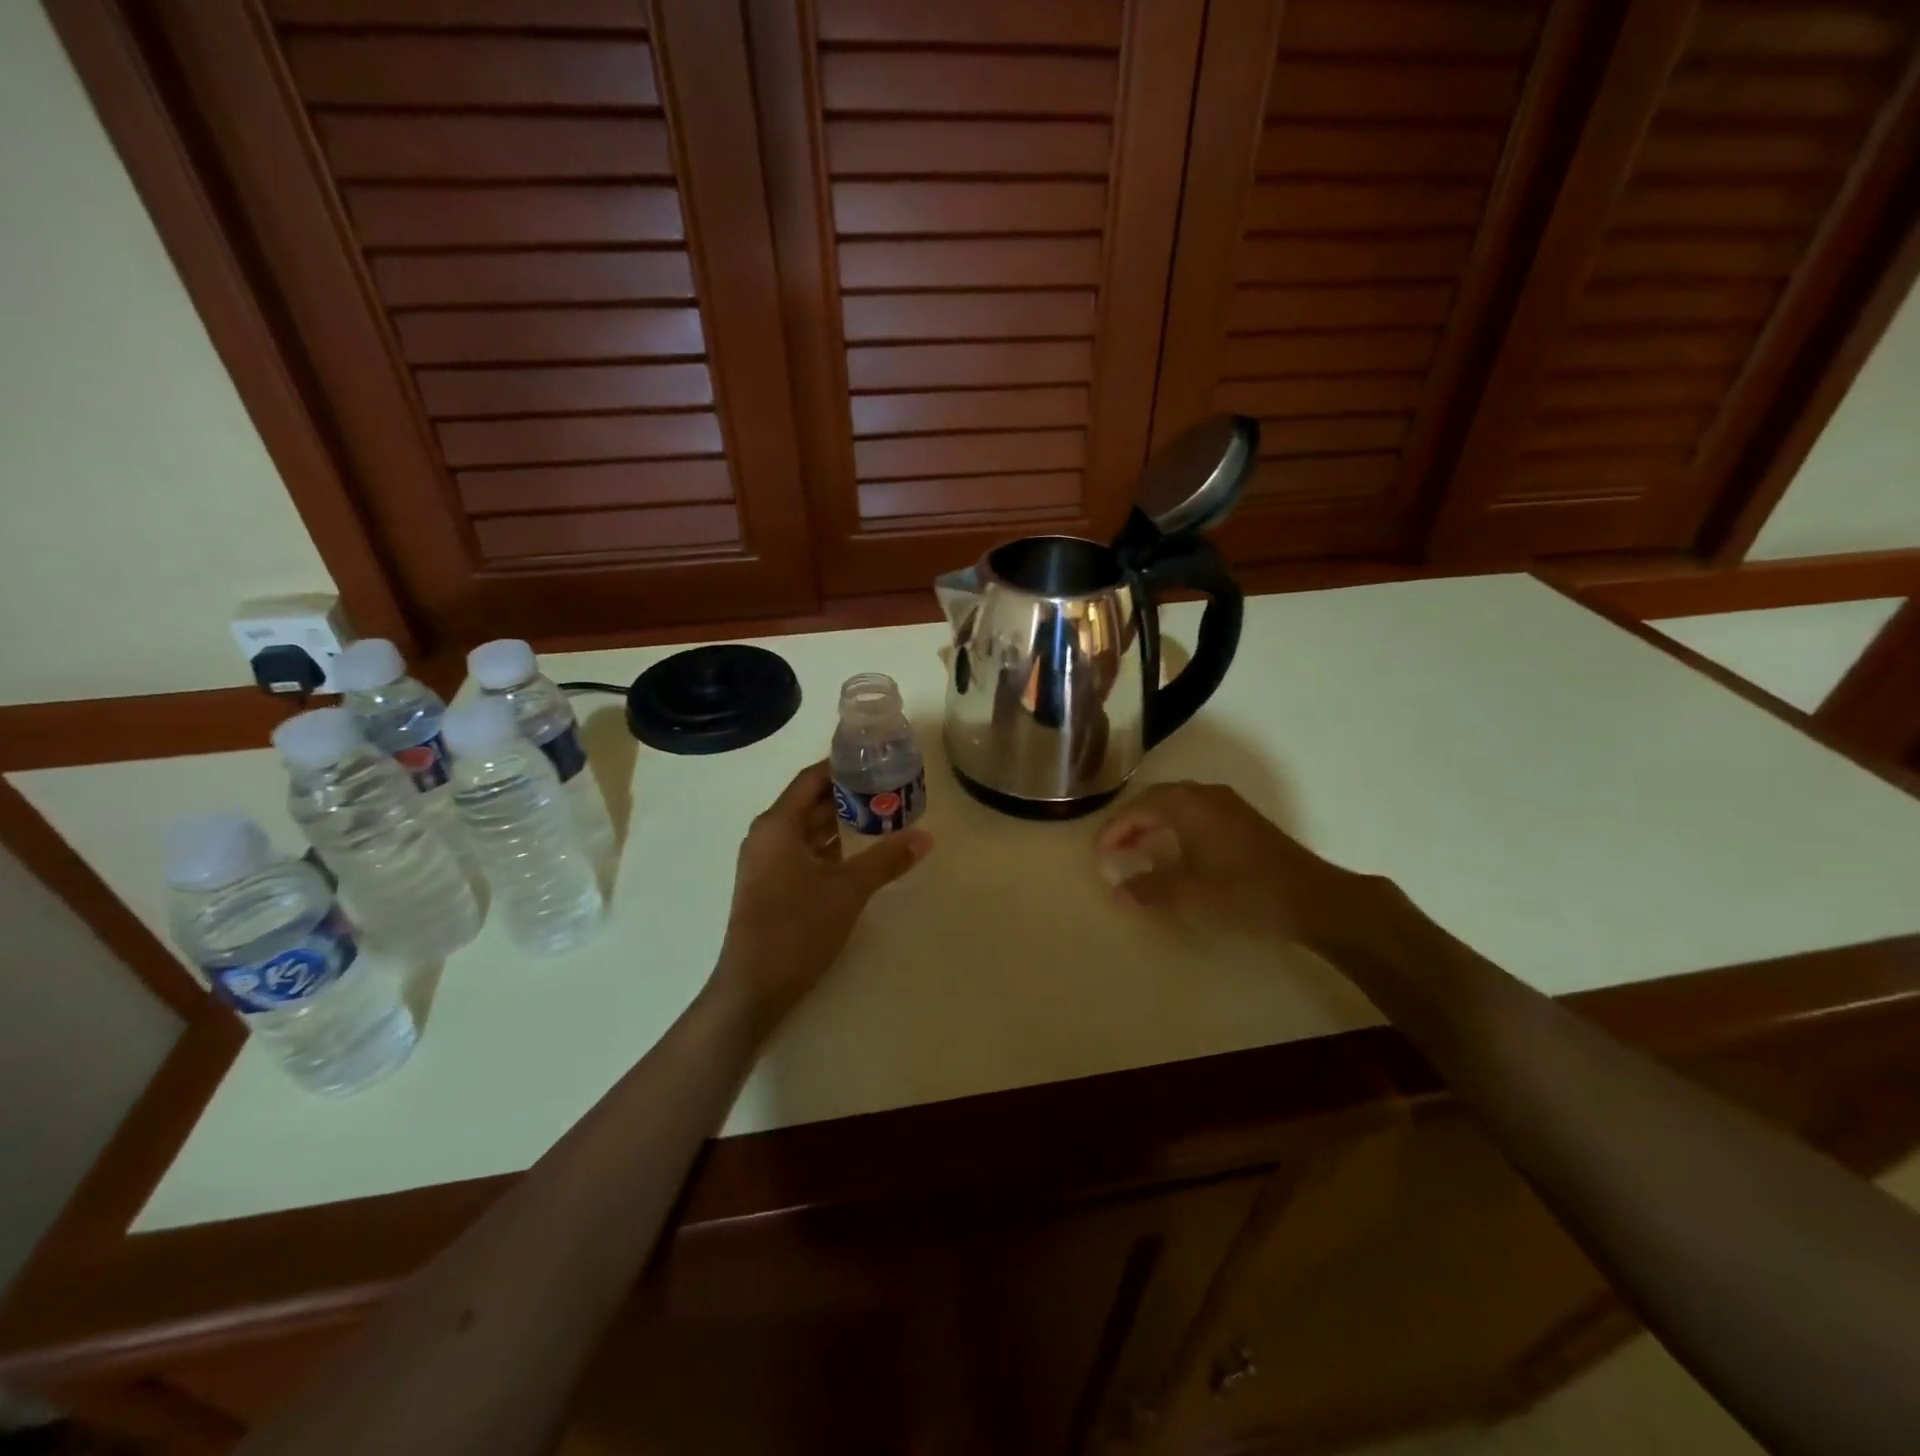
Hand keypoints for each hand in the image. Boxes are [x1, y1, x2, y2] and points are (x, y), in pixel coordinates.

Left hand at [710, 761, 930, 1031]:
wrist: (753, 988)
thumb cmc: (797, 929)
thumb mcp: (848, 890)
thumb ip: (887, 860)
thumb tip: (926, 838)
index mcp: (778, 825)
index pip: (812, 778)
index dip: (843, 766)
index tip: (877, 760)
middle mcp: (767, 836)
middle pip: (810, 801)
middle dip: (848, 794)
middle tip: (890, 788)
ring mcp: (767, 862)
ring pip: (808, 829)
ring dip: (841, 822)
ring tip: (883, 815)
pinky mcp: (771, 885)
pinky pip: (803, 851)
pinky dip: (831, 847)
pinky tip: (861, 852)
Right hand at [1094, 781, 1386, 947]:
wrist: (1312, 899)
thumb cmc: (1242, 892)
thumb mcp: (1187, 895)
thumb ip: (1148, 889)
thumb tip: (1119, 889)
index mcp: (1187, 804)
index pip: (1137, 808)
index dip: (1113, 830)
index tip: (1098, 854)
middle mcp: (1205, 794)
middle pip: (1156, 799)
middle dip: (1131, 823)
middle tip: (1114, 849)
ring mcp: (1228, 804)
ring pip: (1178, 805)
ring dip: (1154, 824)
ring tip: (1138, 849)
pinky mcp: (1244, 820)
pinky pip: (1196, 813)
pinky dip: (1176, 827)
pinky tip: (1176, 851)